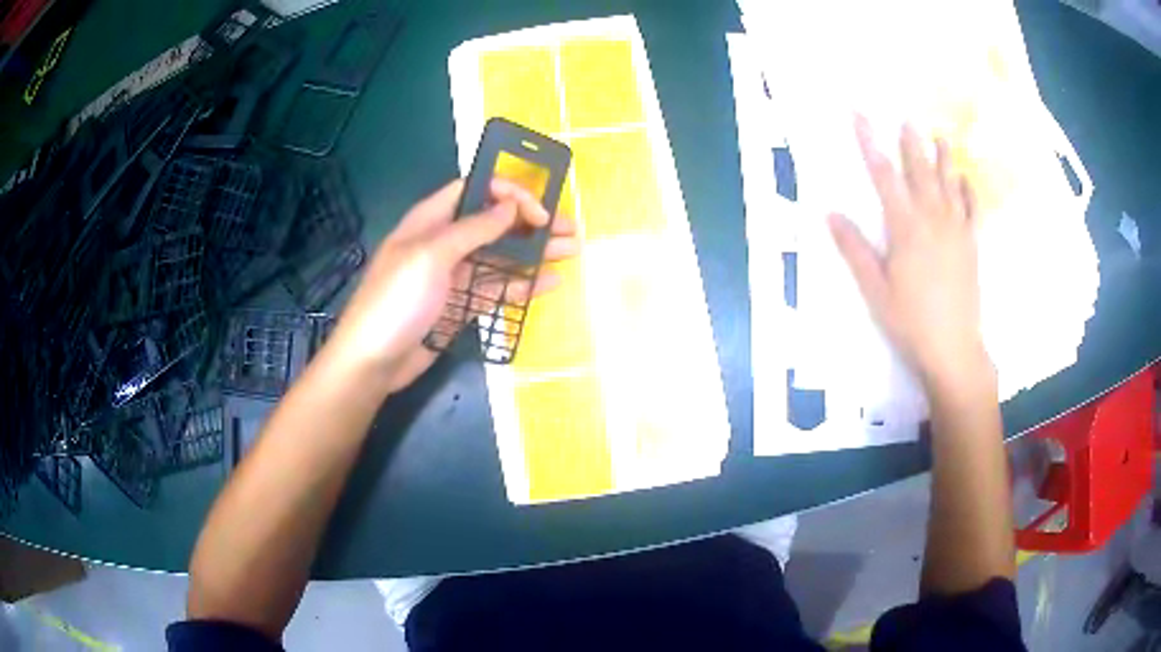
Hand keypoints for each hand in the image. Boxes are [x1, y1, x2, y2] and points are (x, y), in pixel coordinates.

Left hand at [323, 178, 579, 392]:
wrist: (373, 361)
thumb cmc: (396, 300)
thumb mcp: (431, 256)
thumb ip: (473, 229)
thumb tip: (510, 206)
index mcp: (431, 220)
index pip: (475, 190)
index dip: (509, 193)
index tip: (539, 211)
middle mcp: (445, 242)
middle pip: (494, 223)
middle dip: (531, 223)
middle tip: (570, 230)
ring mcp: (454, 276)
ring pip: (500, 256)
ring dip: (534, 253)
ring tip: (571, 252)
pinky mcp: (461, 306)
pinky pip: (496, 289)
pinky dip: (522, 284)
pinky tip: (548, 283)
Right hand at [828, 116, 988, 387]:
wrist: (953, 348)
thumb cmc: (910, 321)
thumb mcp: (874, 289)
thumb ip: (855, 249)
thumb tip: (831, 213)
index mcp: (905, 228)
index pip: (884, 175)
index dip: (870, 143)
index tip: (860, 116)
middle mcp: (933, 220)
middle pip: (920, 171)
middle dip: (910, 142)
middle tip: (905, 117)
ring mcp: (956, 231)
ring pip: (949, 184)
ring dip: (943, 158)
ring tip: (940, 136)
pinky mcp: (972, 245)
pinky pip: (972, 210)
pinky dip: (969, 191)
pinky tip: (966, 179)